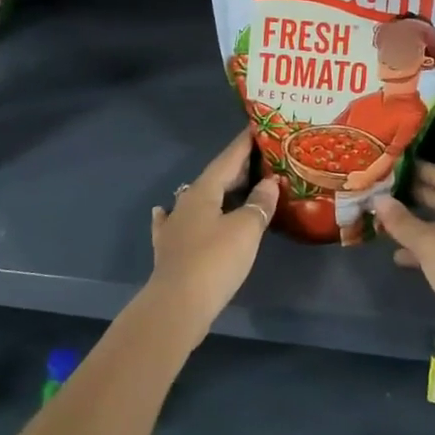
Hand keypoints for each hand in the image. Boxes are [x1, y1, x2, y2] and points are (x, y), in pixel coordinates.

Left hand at [147, 130, 279, 346]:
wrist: (177, 306)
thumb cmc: (215, 261)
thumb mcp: (246, 229)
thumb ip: (259, 203)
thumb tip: (270, 182)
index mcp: (204, 191)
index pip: (228, 159)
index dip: (244, 144)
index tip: (257, 128)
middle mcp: (186, 202)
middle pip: (214, 178)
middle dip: (237, 168)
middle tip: (261, 160)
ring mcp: (175, 226)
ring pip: (198, 199)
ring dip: (217, 191)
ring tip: (233, 185)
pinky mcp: (170, 250)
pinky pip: (174, 223)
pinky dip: (175, 214)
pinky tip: (164, 210)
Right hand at [373, 162, 434, 363]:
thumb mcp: (430, 245)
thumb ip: (403, 222)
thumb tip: (379, 199)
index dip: (419, 168)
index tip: (393, 165)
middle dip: (415, 194)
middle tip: (384, 190)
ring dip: (417, 223)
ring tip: (386, 222)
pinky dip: (425, 248)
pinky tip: (401, 258)